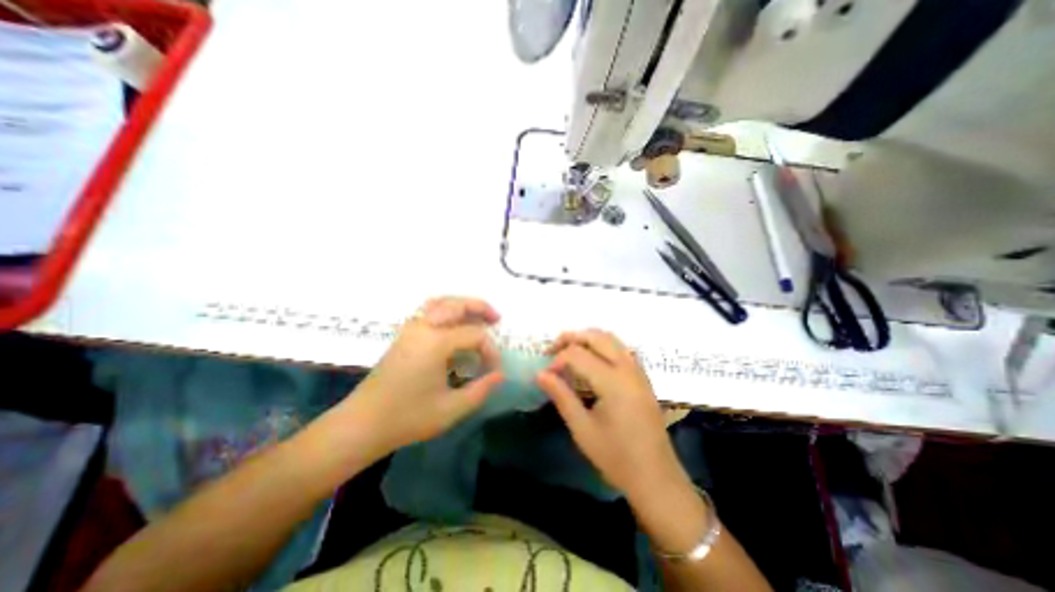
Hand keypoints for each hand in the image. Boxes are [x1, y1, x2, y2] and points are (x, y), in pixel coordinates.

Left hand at [346, 295, 505, 452]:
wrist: (361, 424)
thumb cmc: (408, 418)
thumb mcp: (451, 409)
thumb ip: (481, 390)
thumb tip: (500, 375)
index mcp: (436, 343)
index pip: (475, 335)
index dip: (490, 351)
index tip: (494, 370)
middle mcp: (423, 327)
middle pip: (456, 304)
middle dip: (480, 307)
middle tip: (497, 318)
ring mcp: (410, 329)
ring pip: (440, 302)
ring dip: (462, 305)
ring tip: (478, 315)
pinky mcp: (404, 335)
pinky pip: (429, 310)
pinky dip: (447, 309)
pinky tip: (454, 324)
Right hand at [531, 330, 688, 502]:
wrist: (656, 477)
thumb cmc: (616, 457)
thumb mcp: (582, 429)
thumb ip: (561, 396)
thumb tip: (540, 374)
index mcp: (613, 382)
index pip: (577, 354)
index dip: (557, 360)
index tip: (546, 375)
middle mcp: (627, 368)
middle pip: (596, 336)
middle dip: (571, 338)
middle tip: (552, 350)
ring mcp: (638, 370)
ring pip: (611, 338)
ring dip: (587, 338)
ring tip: (568, 351)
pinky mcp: (642, 377)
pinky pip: (621, 348)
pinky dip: (602, 345)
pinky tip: (592, 361)